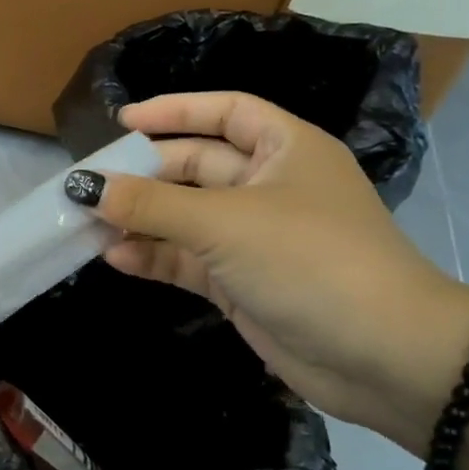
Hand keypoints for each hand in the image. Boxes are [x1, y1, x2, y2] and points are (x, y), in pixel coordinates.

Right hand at [71, 92, 468, 435]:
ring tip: (88, 225)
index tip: (122, 121)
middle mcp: (269, 187)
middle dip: (142, 176)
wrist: (385, 359)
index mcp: (285, 151)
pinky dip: (153, 256)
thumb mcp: (225, 222)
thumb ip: (150, 204)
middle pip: (193, 167)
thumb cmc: (311, 261)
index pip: (225, 112)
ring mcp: (253, 238)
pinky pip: (186, 259)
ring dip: (139, 220)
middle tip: (89, 186)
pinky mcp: (240, 282)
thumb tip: (83, 186)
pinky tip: (115, 258)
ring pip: (183, 216)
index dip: (175, 110)